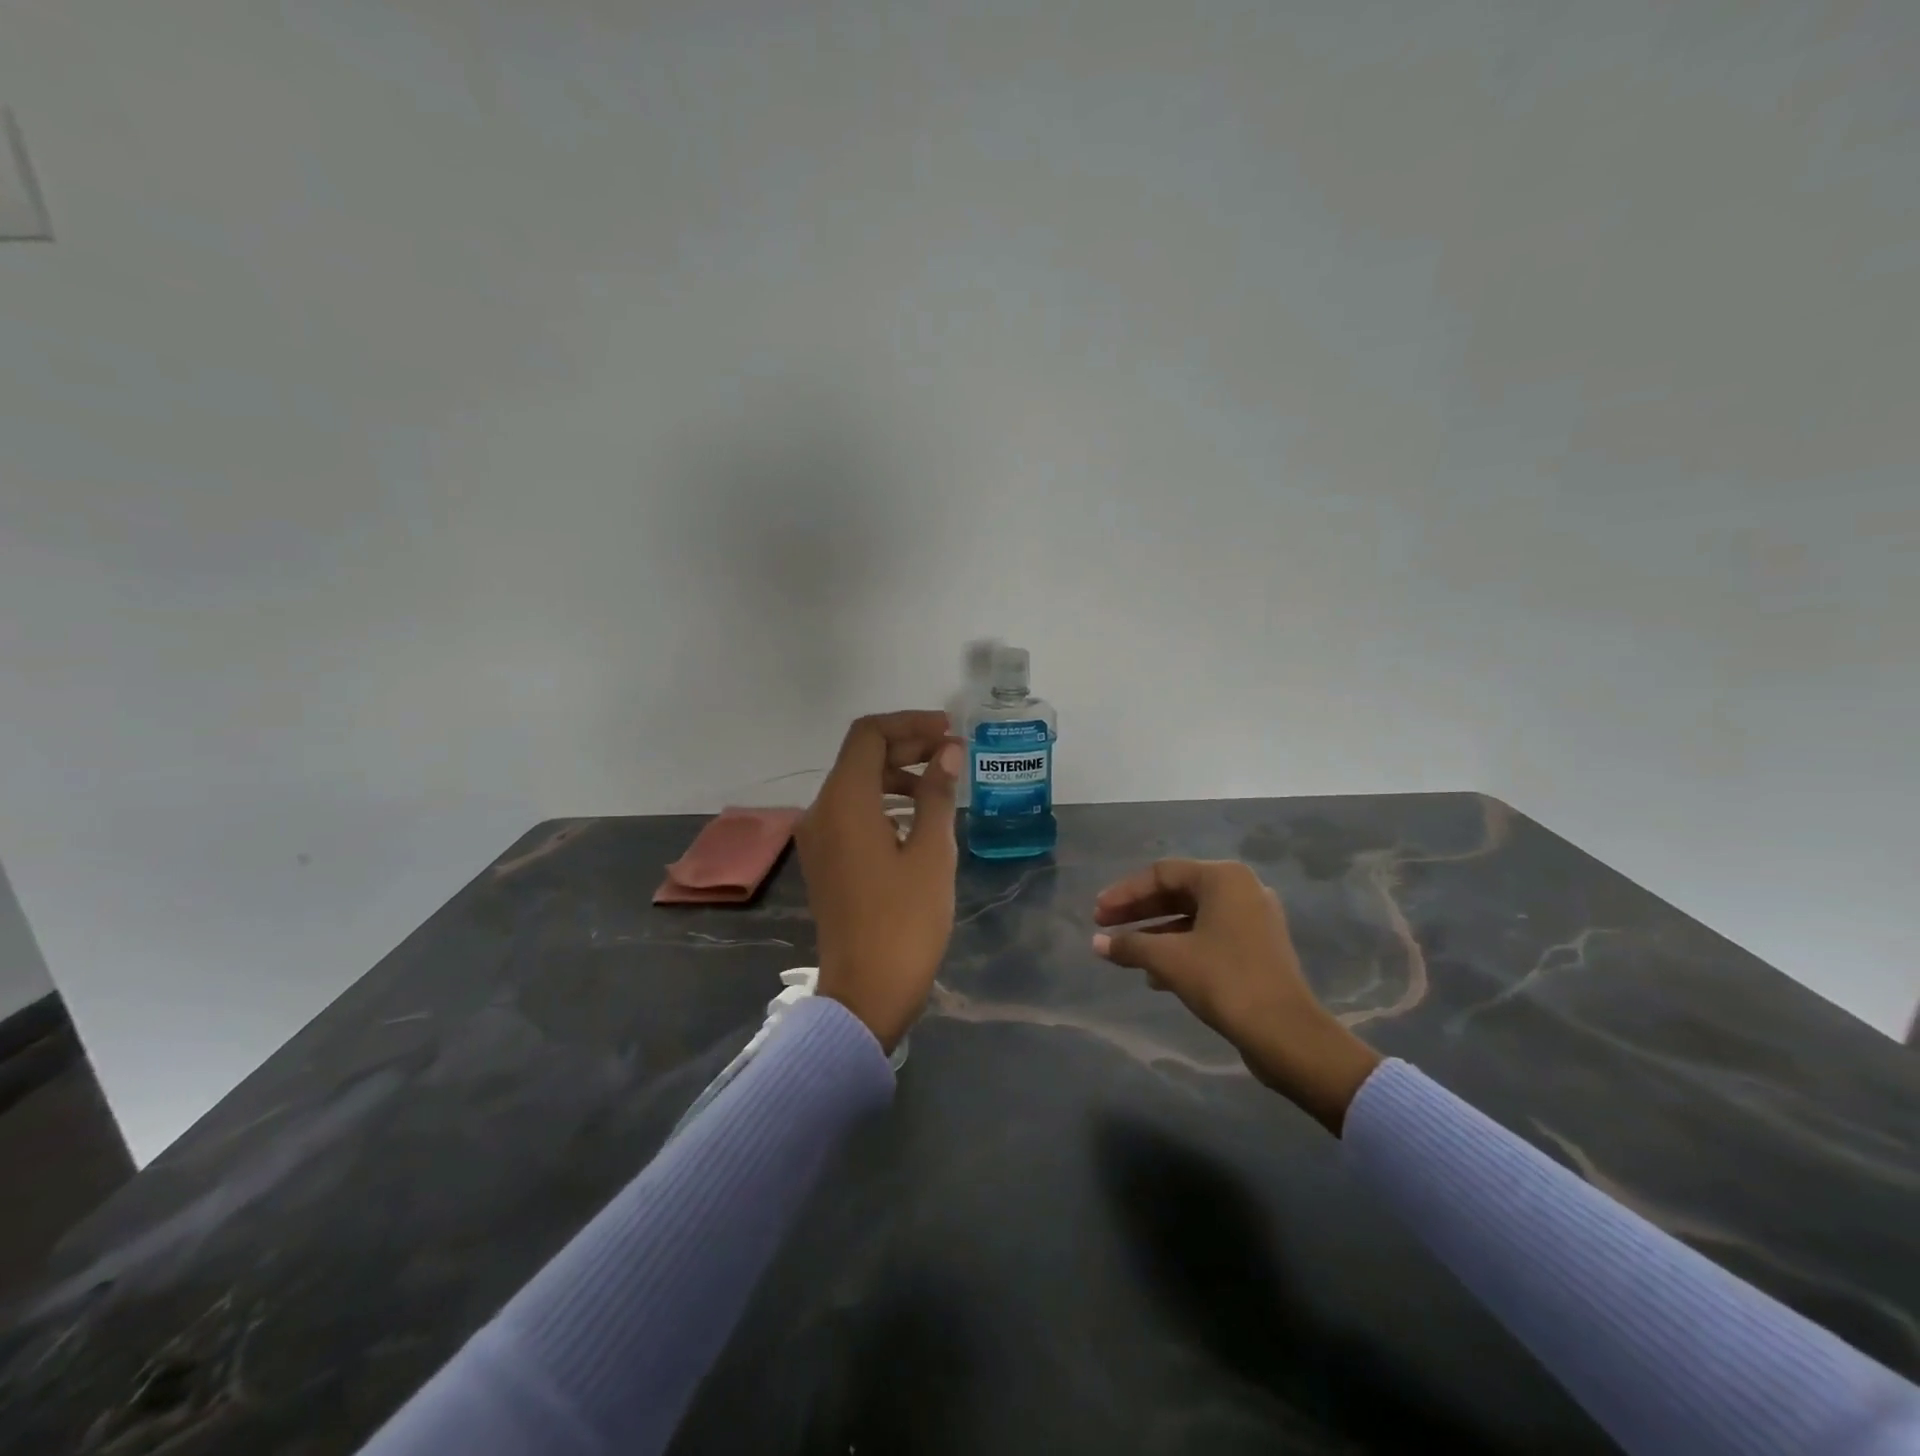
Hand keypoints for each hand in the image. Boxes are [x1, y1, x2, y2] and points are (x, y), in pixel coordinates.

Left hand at [799, 711, 964, 1052]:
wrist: (865, 994)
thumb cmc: (905, 922)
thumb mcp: (932, 853)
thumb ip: (937, 794)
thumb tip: (947, 751)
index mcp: (844, 802)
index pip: (868, 734)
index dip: (910, 724)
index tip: (949, 732)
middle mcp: (821, 811)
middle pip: (860, 756)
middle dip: (907, 745)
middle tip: (952, 751)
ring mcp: (819, 838)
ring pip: (856, 784)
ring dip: (897, 773)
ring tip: (941, 782)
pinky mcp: (825, 860)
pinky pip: (852, 812)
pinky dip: (883, 801)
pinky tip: (918, 817)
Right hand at [1092, 859, 1382, 1133]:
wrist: (1286, 1033)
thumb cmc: (1224, 981)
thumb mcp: (1168, 959)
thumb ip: (1129, 945)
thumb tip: (1096, 943)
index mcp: (1223, 878)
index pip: (1161, 874)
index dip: (1124, 893)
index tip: (1097, 914)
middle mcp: (1241, 889)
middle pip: (1177, 893)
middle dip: (1138, 912)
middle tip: (1104, 927)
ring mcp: (1254, 919)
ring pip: (1192, 917)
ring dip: (1156, 933)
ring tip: (1126, 953)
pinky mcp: (1258, 948)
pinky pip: (1209, 937)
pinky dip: (1180, 948)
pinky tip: (1156, 975)